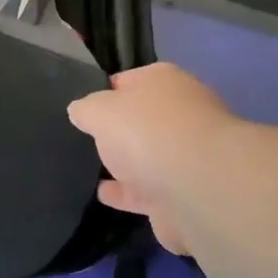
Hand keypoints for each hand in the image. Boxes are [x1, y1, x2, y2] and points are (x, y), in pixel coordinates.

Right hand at [66, 63, 241, 255]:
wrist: (198, 189)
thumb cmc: (147, 132)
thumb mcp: (100, 110)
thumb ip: (86, 109)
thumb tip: (80, 110)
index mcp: (164, 82)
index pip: (128, 81)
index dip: (105, 91)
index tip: (84, 107)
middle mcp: (181, 114)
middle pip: (143, 120)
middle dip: (121, 129)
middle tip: (89, 139)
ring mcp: (188, 157)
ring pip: (149, 157)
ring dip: (128, 164)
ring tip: (93, 168)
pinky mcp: (186, 195)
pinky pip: (149, 191)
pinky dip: (129, 193)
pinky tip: (104, 196)